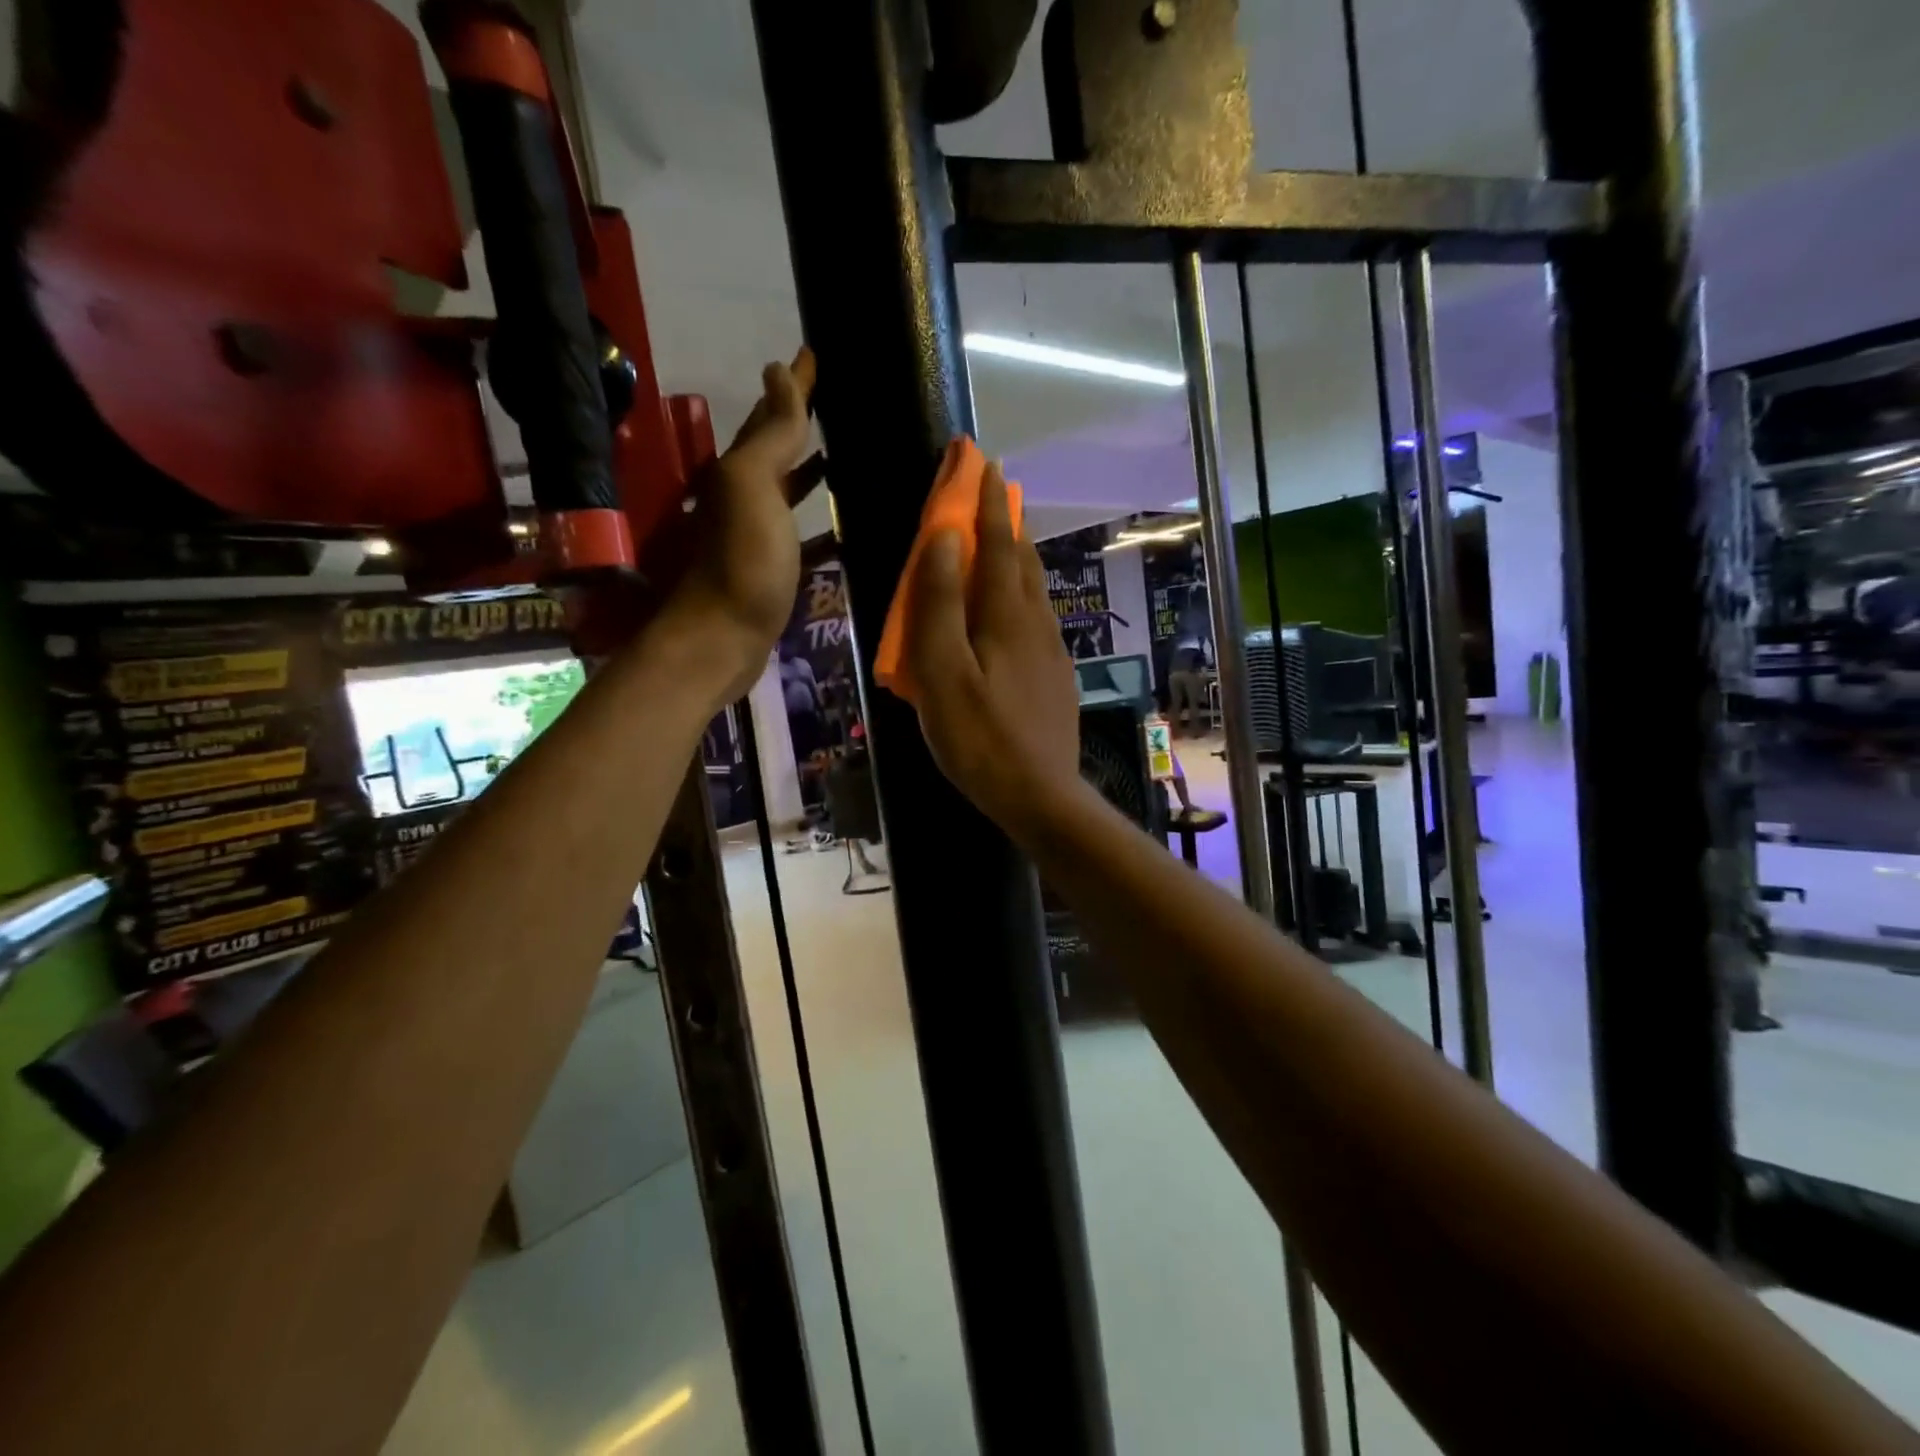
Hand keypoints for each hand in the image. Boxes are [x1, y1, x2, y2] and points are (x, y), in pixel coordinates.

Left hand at [654, 348, 817, 695]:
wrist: (723, 639)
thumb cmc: (743, 562)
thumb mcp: (753, 488)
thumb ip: (771, 434)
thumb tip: (776, 371)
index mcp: (742, 470)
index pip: (773, 413)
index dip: (795, 384)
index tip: (817, 353)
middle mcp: (748, 497)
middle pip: (779, 449)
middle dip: (804, 421)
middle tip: (842, 399)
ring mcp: (762, 536)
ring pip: (793, 492)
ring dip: (816, 472)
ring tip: (854, 454)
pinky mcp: (777, 571)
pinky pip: (806, 536)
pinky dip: (826, 526)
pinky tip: (850, 525)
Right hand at [900, 463, 1082, 835]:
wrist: (1039, 795)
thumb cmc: (979, 737)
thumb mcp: (942, 672)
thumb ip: (939, 605)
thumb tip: (944, 539)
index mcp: (1006, 616)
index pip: (998, 543)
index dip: (988, 502)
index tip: (983, 463)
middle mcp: (1036, 624)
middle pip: (1024, 561)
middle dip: (1007, 522)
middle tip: (993, 494)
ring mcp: (1052, 652)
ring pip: (1035, 591)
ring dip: (1020, 558)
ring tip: (1006, 543)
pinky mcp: (1056, 678)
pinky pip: (1038, 621)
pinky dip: (1023, 598)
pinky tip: (1015, 613)